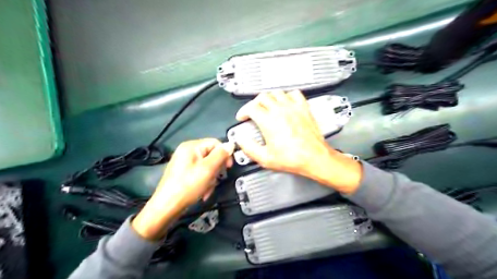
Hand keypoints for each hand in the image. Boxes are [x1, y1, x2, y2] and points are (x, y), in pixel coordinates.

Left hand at [131, 138, 233, 240]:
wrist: (167, 207)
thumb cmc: (188, 186)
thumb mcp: (208, 169)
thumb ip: (221, 155)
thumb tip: (230, 145)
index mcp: (191, 146)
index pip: (215, 143)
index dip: (225, 154)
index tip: (228, 167)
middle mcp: (187, 151)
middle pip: (212, 155)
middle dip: (216, 169)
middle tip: (215, 179)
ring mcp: (185, 163)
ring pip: (208, 166)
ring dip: (211, 178)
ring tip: (207, 188)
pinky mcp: (184, 173)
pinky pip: (201, 173)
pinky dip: (204, 182)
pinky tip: (203, 191)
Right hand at [236, 91, 363, 193]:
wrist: (314, 158)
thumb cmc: (294, 158)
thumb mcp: (265, 158)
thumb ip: (249, 148)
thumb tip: (242, 140)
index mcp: (268, 121)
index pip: (251, 107)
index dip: (243, 111)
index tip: (243, 116)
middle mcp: (280, 111)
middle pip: (262, 97)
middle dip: (254, 103)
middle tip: (253, 110)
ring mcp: (293, 108)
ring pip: (277, 93)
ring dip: (269, 98)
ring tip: (267, 106)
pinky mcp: (304, 109)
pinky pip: (294, 94)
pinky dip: (287, 95)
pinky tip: (286, 102)